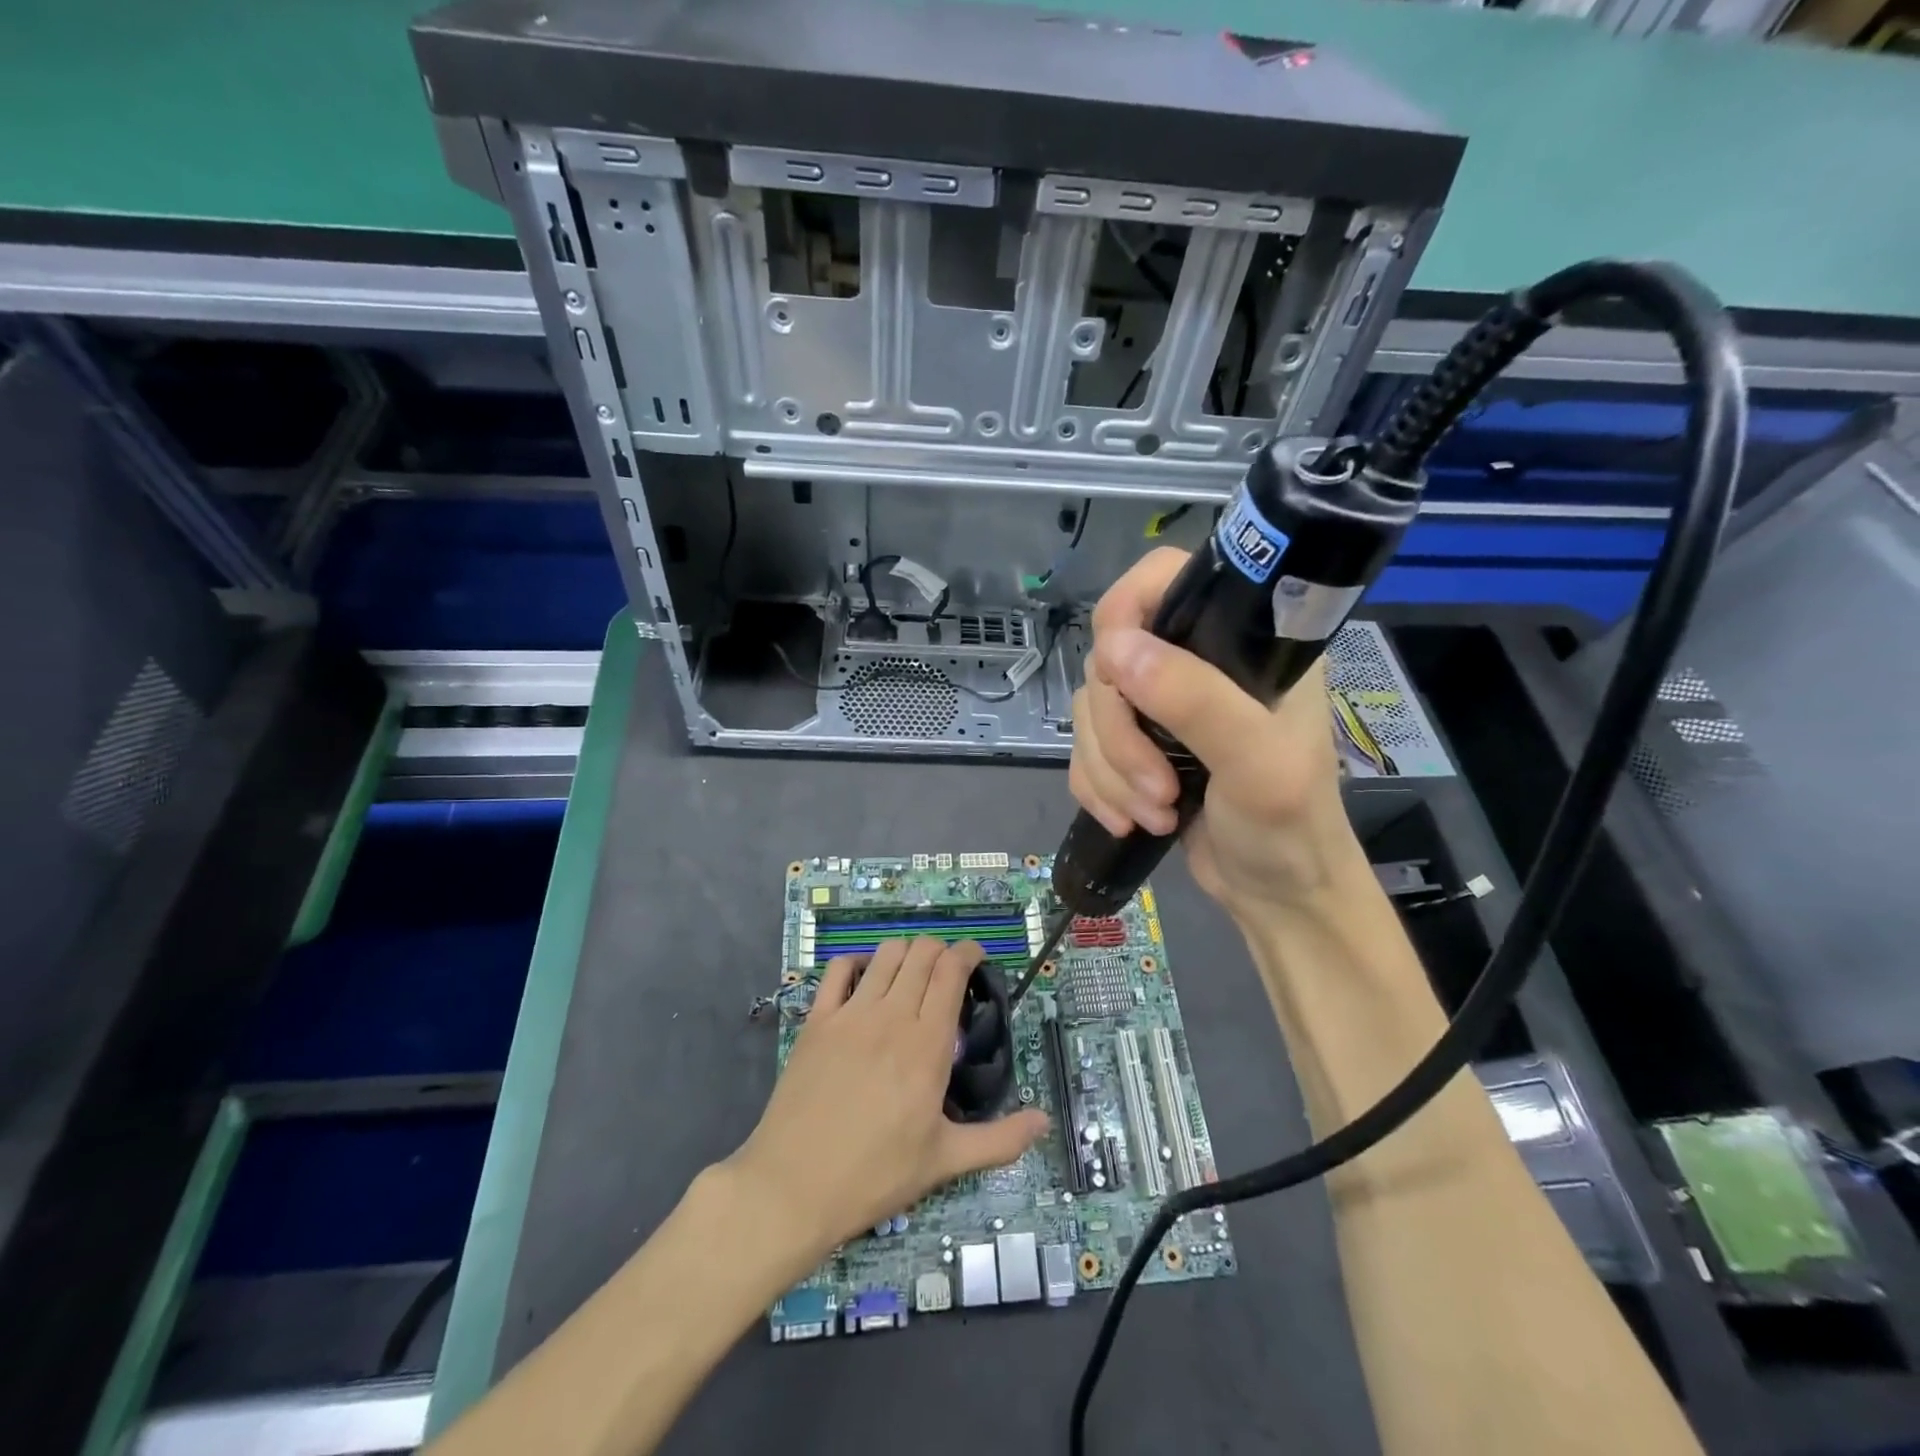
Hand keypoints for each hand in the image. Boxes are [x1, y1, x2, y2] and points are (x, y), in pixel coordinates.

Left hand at [724, 937, 1047, 1256]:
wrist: (793, 1187)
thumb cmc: (875, 1175)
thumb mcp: (944, 1161)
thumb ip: (1000, 1140)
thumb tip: (1045, 1121)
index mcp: (928, 1043)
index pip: (952, 970)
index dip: (968, 952)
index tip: (976, 958)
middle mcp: (892, 1015)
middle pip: (922, 952)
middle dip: (941, 950)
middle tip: (947, 972)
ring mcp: (850, 1013)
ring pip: (886, 953)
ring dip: (906, 953)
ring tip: (911, 974)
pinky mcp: (817, 1020)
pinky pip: (837, 969)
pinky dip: (855, 963)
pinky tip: (864, 981)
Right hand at [1069, 547, 1363, 921]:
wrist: (1278, 896)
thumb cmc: (1289, 827)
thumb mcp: (1257, 763)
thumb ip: (1194, 700)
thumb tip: (1112, 649)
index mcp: (1240, 642)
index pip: (1163, 581)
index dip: (1125, 612)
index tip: (1117, 673)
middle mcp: (1195, 663)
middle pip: (1110, 661)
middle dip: (1121, 737)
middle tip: (1160, 789)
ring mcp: (1160, 708)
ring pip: (1090, 712)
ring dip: (1111, 773)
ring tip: (1156, 814)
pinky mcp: (1136, 748)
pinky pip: (1084, 751)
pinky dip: (1097, 789)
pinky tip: (1129, 821)